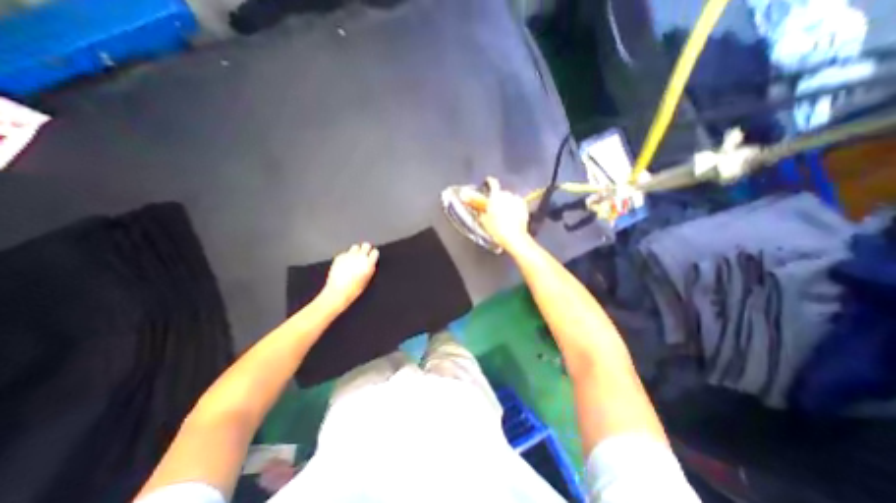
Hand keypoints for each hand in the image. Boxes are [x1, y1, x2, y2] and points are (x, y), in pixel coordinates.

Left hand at [319, 243, 377, 308]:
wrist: (338, 292)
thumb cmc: (353, 289)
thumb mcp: (367, 279)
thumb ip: (370, 268)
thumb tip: (371, 262)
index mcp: (369, 264)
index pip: (375, 252)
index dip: (373, 255)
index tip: (372, 257)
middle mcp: (360, 257)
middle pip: (366, 245)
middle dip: (366, 249)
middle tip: (364, 255)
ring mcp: (349, 256)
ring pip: (355, 246)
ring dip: (356, 251)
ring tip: (354, 258)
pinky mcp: (339, 257)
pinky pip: (345, 252)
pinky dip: (346, 256)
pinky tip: (345, 264)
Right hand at [462, 179, 530, 253]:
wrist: (514, 238)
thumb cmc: (496, 229)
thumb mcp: (483, 220)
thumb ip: (479, 210)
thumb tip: (477, 206)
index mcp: (496, 196)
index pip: (493, 183)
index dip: (489, 181)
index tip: (487, 182)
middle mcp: (507, 195)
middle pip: (501, 193)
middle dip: (497, 198)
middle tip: (493, 207)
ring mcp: (517, 201)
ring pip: (509, 198)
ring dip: (506, 202)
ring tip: (503, 213)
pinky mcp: (524, 207)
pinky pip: (516, 204)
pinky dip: (513, 207)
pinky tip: (511, 215)